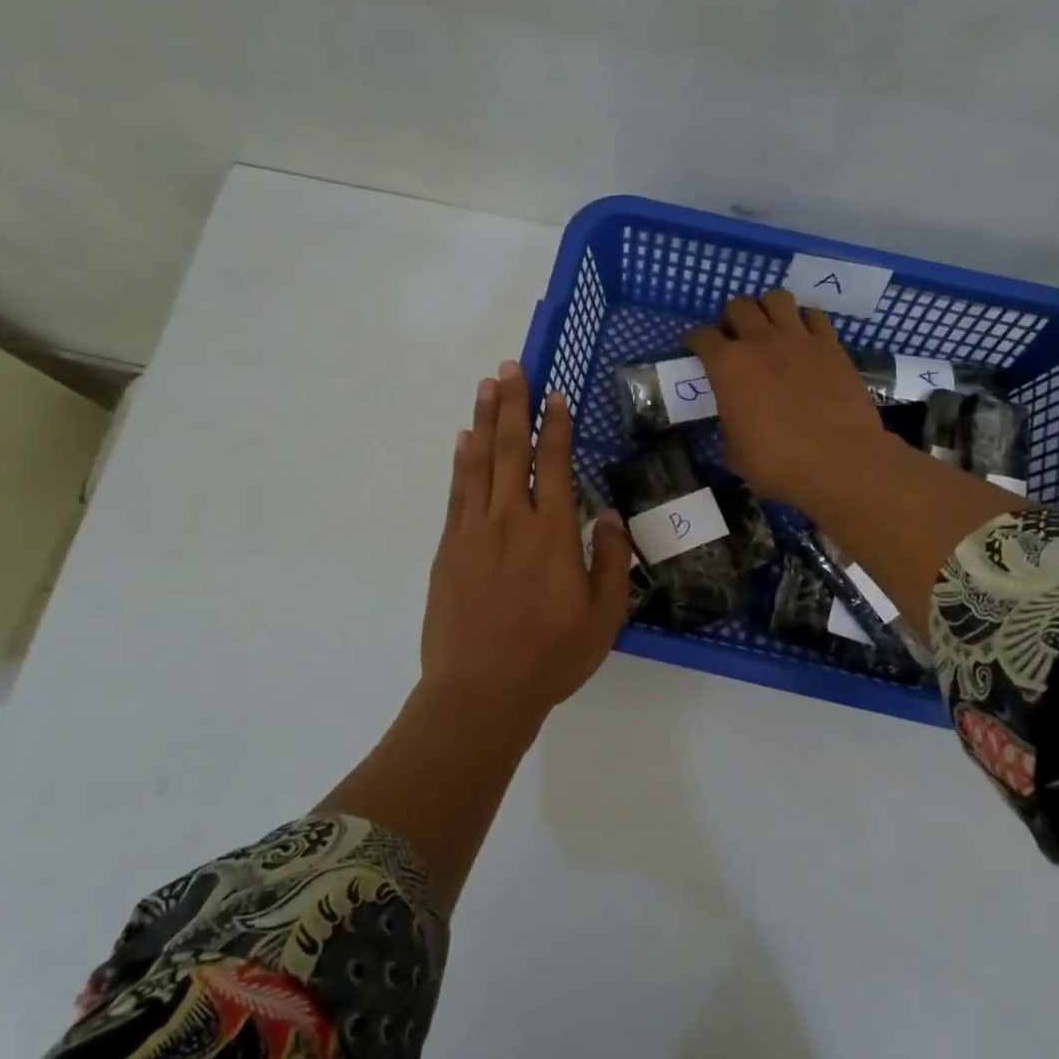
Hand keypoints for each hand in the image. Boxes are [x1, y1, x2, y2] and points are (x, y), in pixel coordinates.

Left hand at [421, 360, 632, 728]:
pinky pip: (456, 493)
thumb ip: (610, 560)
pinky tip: (462, 441)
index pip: (552, 464)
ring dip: (484, 422)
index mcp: (552, 533)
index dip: (554, 426)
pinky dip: (460, 462)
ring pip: (479, 463)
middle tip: (510, 367)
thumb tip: (606, 512)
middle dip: (512, 405)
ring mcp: (473, 531)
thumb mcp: (603, 615)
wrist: (481, 691)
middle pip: (510, 450)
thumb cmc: (551, 656)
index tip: (554, 394)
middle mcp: (511, 520)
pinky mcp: (448, 548)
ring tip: (485, 388)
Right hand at [685, 291, 890, 512]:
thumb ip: (731, 425)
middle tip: (735, 338)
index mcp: (727, 366)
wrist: (837, 460)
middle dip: (732, 318)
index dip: (696, 340)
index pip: (702, 337)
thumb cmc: (777, 463)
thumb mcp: (736, 452)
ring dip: (767, 309)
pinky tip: (805, 338)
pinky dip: (806, 321)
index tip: (697, 347)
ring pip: (776, 298)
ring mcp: (798, 339)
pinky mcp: (830, 345)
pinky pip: (815, 316)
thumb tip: (737, 421)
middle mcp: (760, 342)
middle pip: (738, 306)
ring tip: (770, 328)